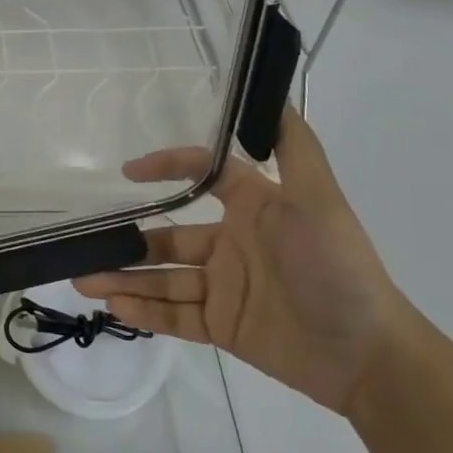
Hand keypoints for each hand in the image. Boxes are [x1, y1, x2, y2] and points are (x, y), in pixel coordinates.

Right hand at [75, 109, 407, 413]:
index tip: (129, 171)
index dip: (166, 168)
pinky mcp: (224, 326)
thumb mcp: (319, 200)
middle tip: (85, 243)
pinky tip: (114, 307)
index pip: (201, 177)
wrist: (369, 356)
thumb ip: (295, 149)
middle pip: (168, 237)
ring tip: (83, 279)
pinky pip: (176, 317)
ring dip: (124, 277)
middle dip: (128, 241)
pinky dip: (145, 312)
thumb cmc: (337, 267)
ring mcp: (225, 287)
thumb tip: (274, 96)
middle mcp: (232, 243)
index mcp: (252, 208)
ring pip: (164, 278)